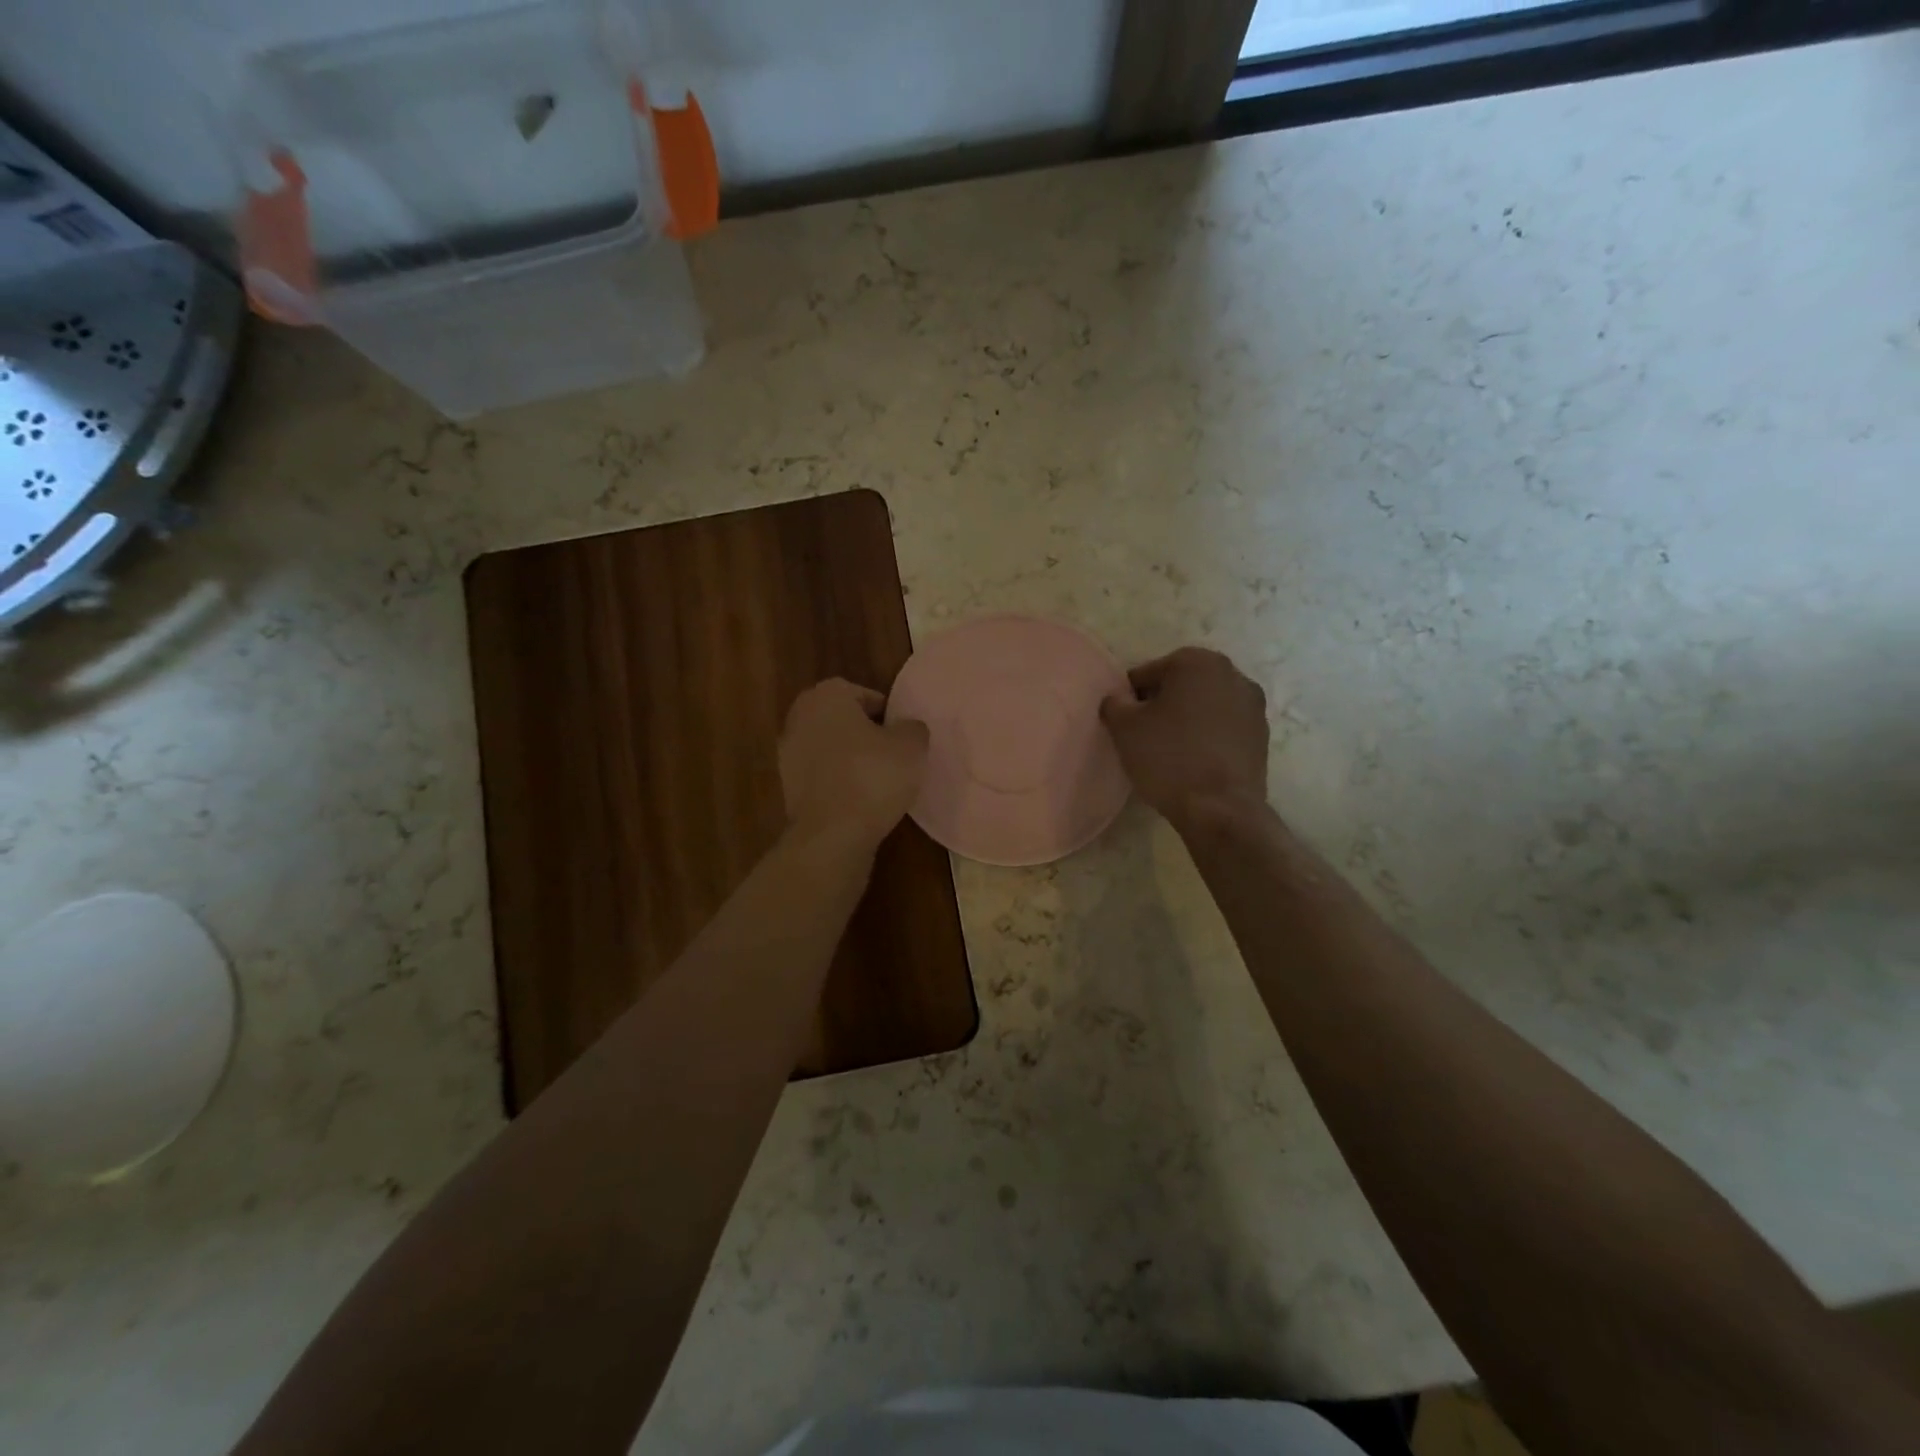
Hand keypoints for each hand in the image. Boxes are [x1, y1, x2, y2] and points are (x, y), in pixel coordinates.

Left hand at [779, 678, 929, 851]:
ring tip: (878, 780)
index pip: (861, 693)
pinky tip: (860, 799)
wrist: (832, 834)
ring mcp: (788, 753)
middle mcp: (800, 717)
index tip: (901, 734)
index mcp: (826, 696)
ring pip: (829, 747)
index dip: (885, 712)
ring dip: (849, 758)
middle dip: (865, 733)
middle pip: (841, 719)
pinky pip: (820, 774)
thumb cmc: (873, 777)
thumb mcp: (911, 747)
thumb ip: (913, 728)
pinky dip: (837, 781)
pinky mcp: (787, 786)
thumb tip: (907, 727)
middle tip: (892, 753)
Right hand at [1101, 647, 1269, 827]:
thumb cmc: (1168, 758)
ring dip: (1186, 718)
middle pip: (1181, 684)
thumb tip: (1118, 700)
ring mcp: (1253, 704)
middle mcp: (1231, 673)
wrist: (1220, 808)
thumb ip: (1114, 704)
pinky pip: (1224, 726)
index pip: (1148, 673)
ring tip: (1169, 748)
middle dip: (1161, 703)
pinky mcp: (1262, 734)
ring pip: (1205, 704)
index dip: (1130, 698)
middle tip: (1143, 733)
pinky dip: (1207, 735)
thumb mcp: (1124, 728)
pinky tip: (1193, 760)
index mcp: (1197, 662)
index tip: (1123, 722)